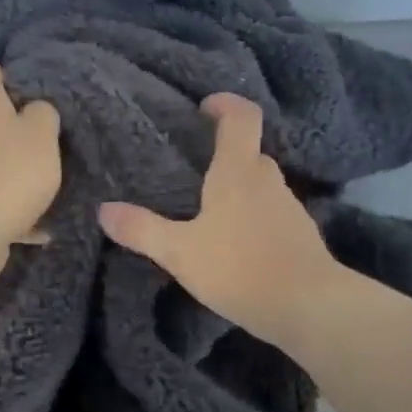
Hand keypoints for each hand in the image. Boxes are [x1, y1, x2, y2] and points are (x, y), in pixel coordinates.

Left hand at [0, 56, 62, 285]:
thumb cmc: (8, 174)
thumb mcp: (42, 135)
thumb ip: (43, 114)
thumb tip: (33, 111)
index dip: (7, 77)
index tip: (29, 99)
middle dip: (11, 130)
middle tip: (42, 147)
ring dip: (8, 171)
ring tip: (40, 191)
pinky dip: (5, 207)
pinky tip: (33, 228)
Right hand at [99, 93, 342, 350]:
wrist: (307, 306)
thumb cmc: (239, 268)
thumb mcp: (180, 252)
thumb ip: (141, 230)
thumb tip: (104, 209)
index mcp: (238, 173)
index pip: (241, 117)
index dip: (224, 104)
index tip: (204, 108)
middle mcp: (268, 181)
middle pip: (250, 153)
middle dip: (225, 154)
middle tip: (195, 170)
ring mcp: (289, 208)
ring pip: (261, 185)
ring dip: (239, 189)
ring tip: (209, 211)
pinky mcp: (299, 235)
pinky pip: (271, 213)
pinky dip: (252, 217)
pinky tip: (235, 244)